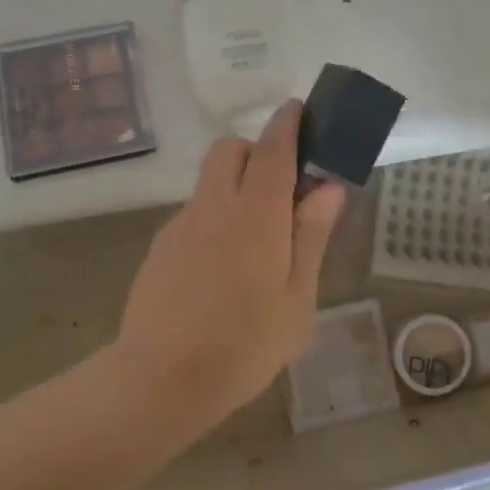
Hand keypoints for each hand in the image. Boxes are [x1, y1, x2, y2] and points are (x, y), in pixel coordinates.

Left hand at [115, 100, 347, 424]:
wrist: (161, 379)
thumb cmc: (244, 344)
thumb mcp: (297, 298)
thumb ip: (311, 236)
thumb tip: (328, 188)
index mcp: (255, 214)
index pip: (273, 149)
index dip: (287, 124)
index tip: (298, 110)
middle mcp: (214, 206)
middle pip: (229, 150)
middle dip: (255, 151)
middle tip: (279, 189)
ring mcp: (181, 224)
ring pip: (209, 181)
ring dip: (233, 185)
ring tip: (254, 240)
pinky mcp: (161, 246)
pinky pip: (194, 213)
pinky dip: (214, 216)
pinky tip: (221, 268)